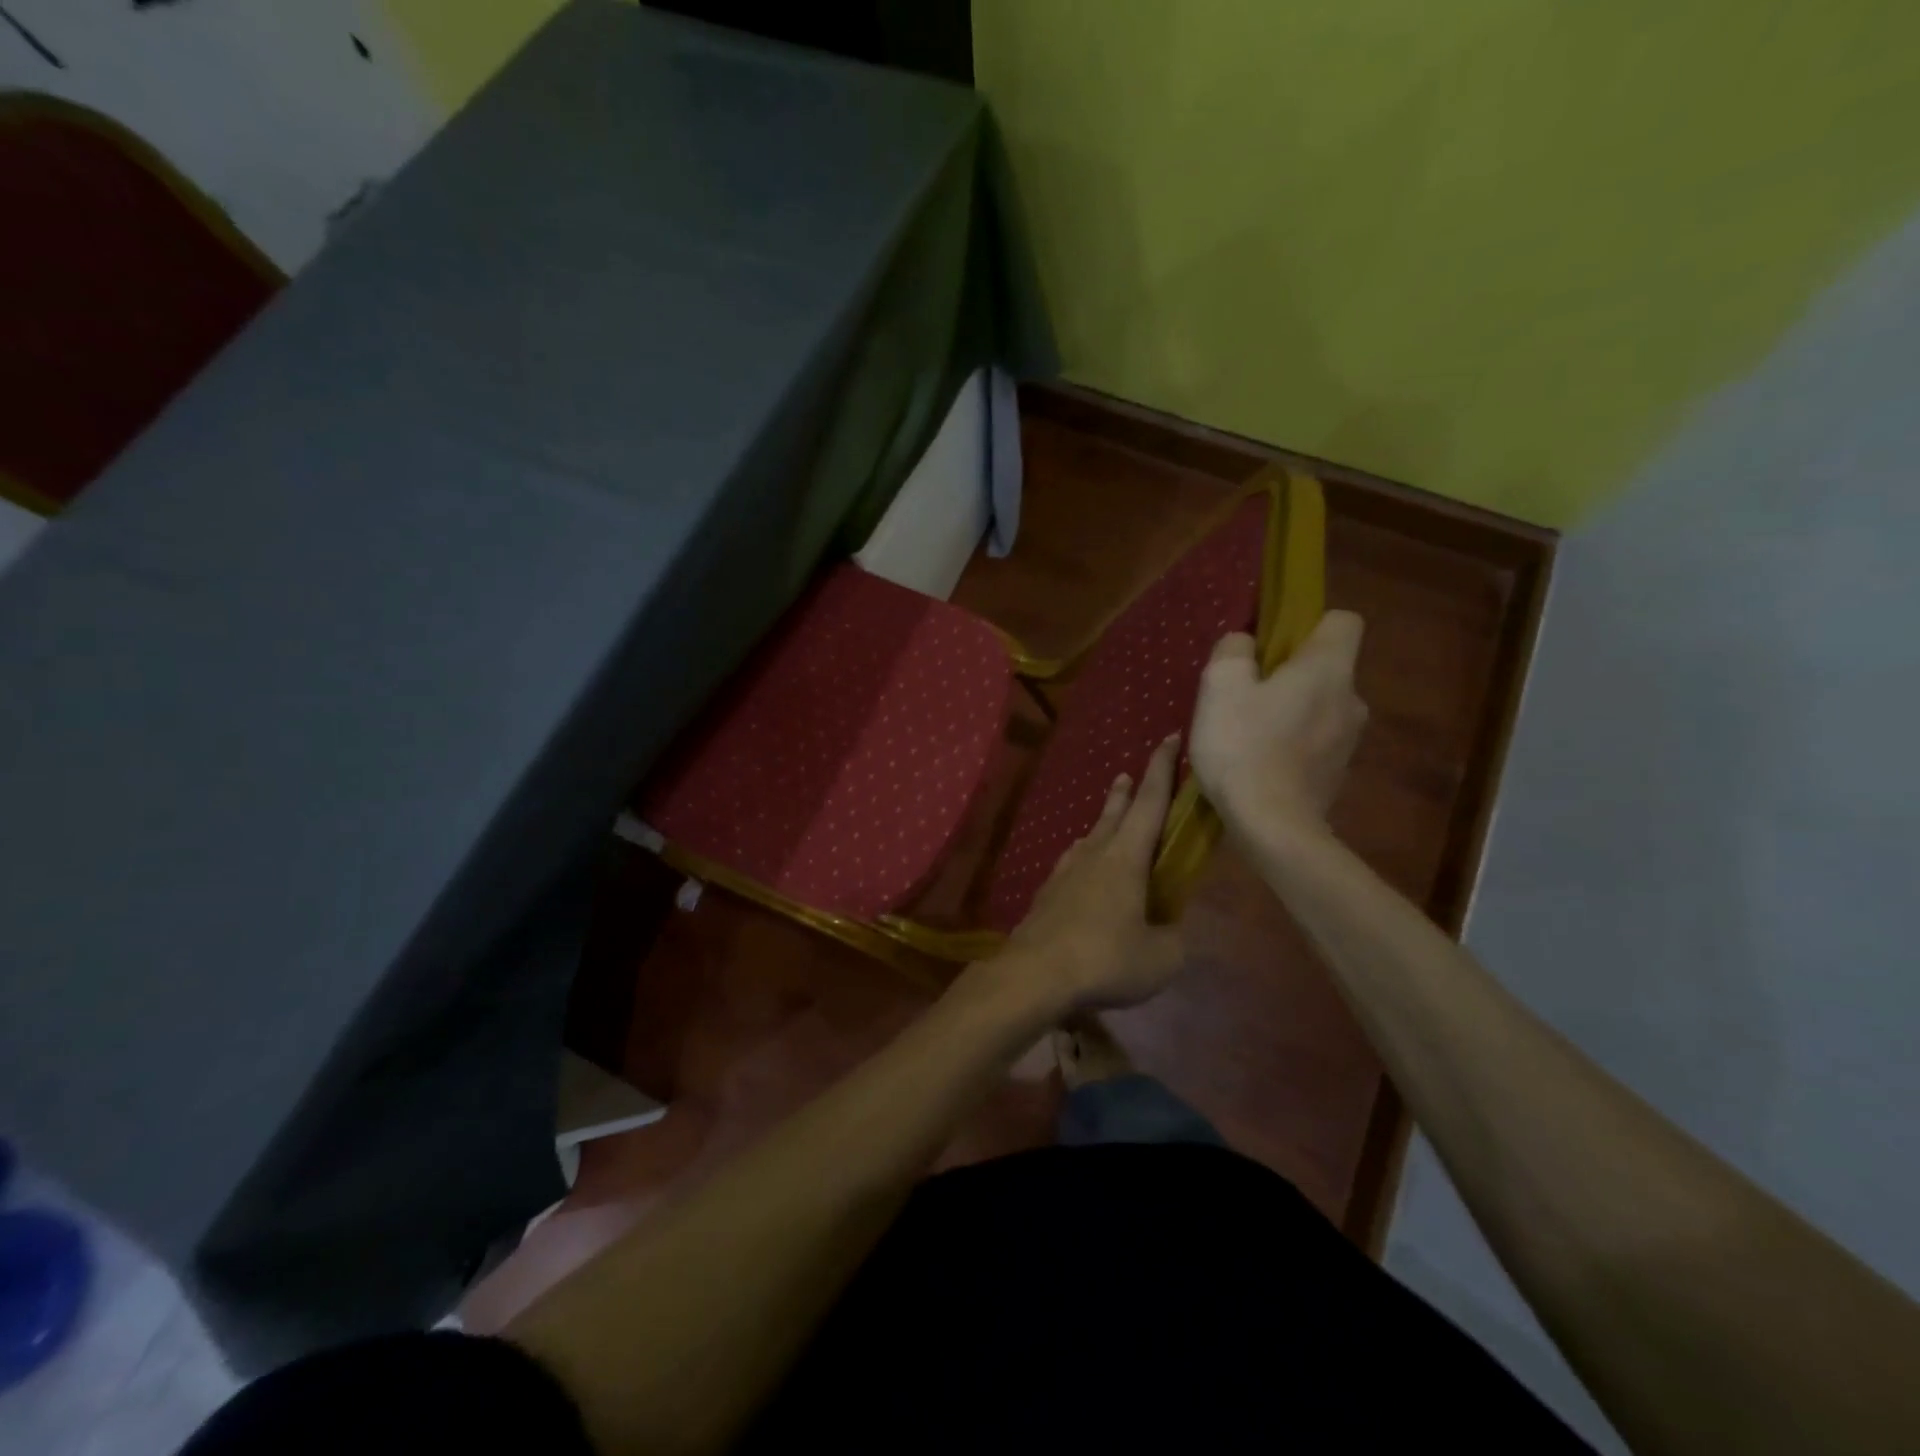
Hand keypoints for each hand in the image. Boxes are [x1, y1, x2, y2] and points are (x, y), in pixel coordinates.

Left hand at [993, 735, 1184, 1016]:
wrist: (1034, 974)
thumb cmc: (1105, 958)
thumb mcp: (1161, 957)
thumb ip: (1172, 938)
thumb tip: (1168, 931)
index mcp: (1126, 857)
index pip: (1150, 801)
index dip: (1163, 768)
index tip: (1170, 738)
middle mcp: (1094, 855)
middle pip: (1114, 813)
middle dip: (1126, 791)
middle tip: (1128, 774)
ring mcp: (1064, 873)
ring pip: (1089, 838)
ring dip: (1102, 823)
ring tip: (1107, 822)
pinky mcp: (1046, 895)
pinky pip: (1071, 864)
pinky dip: (1082, 858)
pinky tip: (1079, 870)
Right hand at [1191, 611, 1368, 842]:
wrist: (1272, 826)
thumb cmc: (1244, 746)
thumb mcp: (1220, 685)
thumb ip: (1233, 650)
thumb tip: (1244, 643)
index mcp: (1329, 668)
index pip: (1343, 621)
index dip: (1308, 625)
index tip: (1272, 647)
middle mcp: (1352, 699)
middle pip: (1326, 668)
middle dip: (1290, 674)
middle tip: (1245, 694)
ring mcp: (1349, 740)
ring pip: (1319, 706)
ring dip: (1289, 711)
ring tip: (1246, 733)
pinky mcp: (1337, 773)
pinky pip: (1314, 741)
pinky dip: (1290, 744)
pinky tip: (1257, 762)